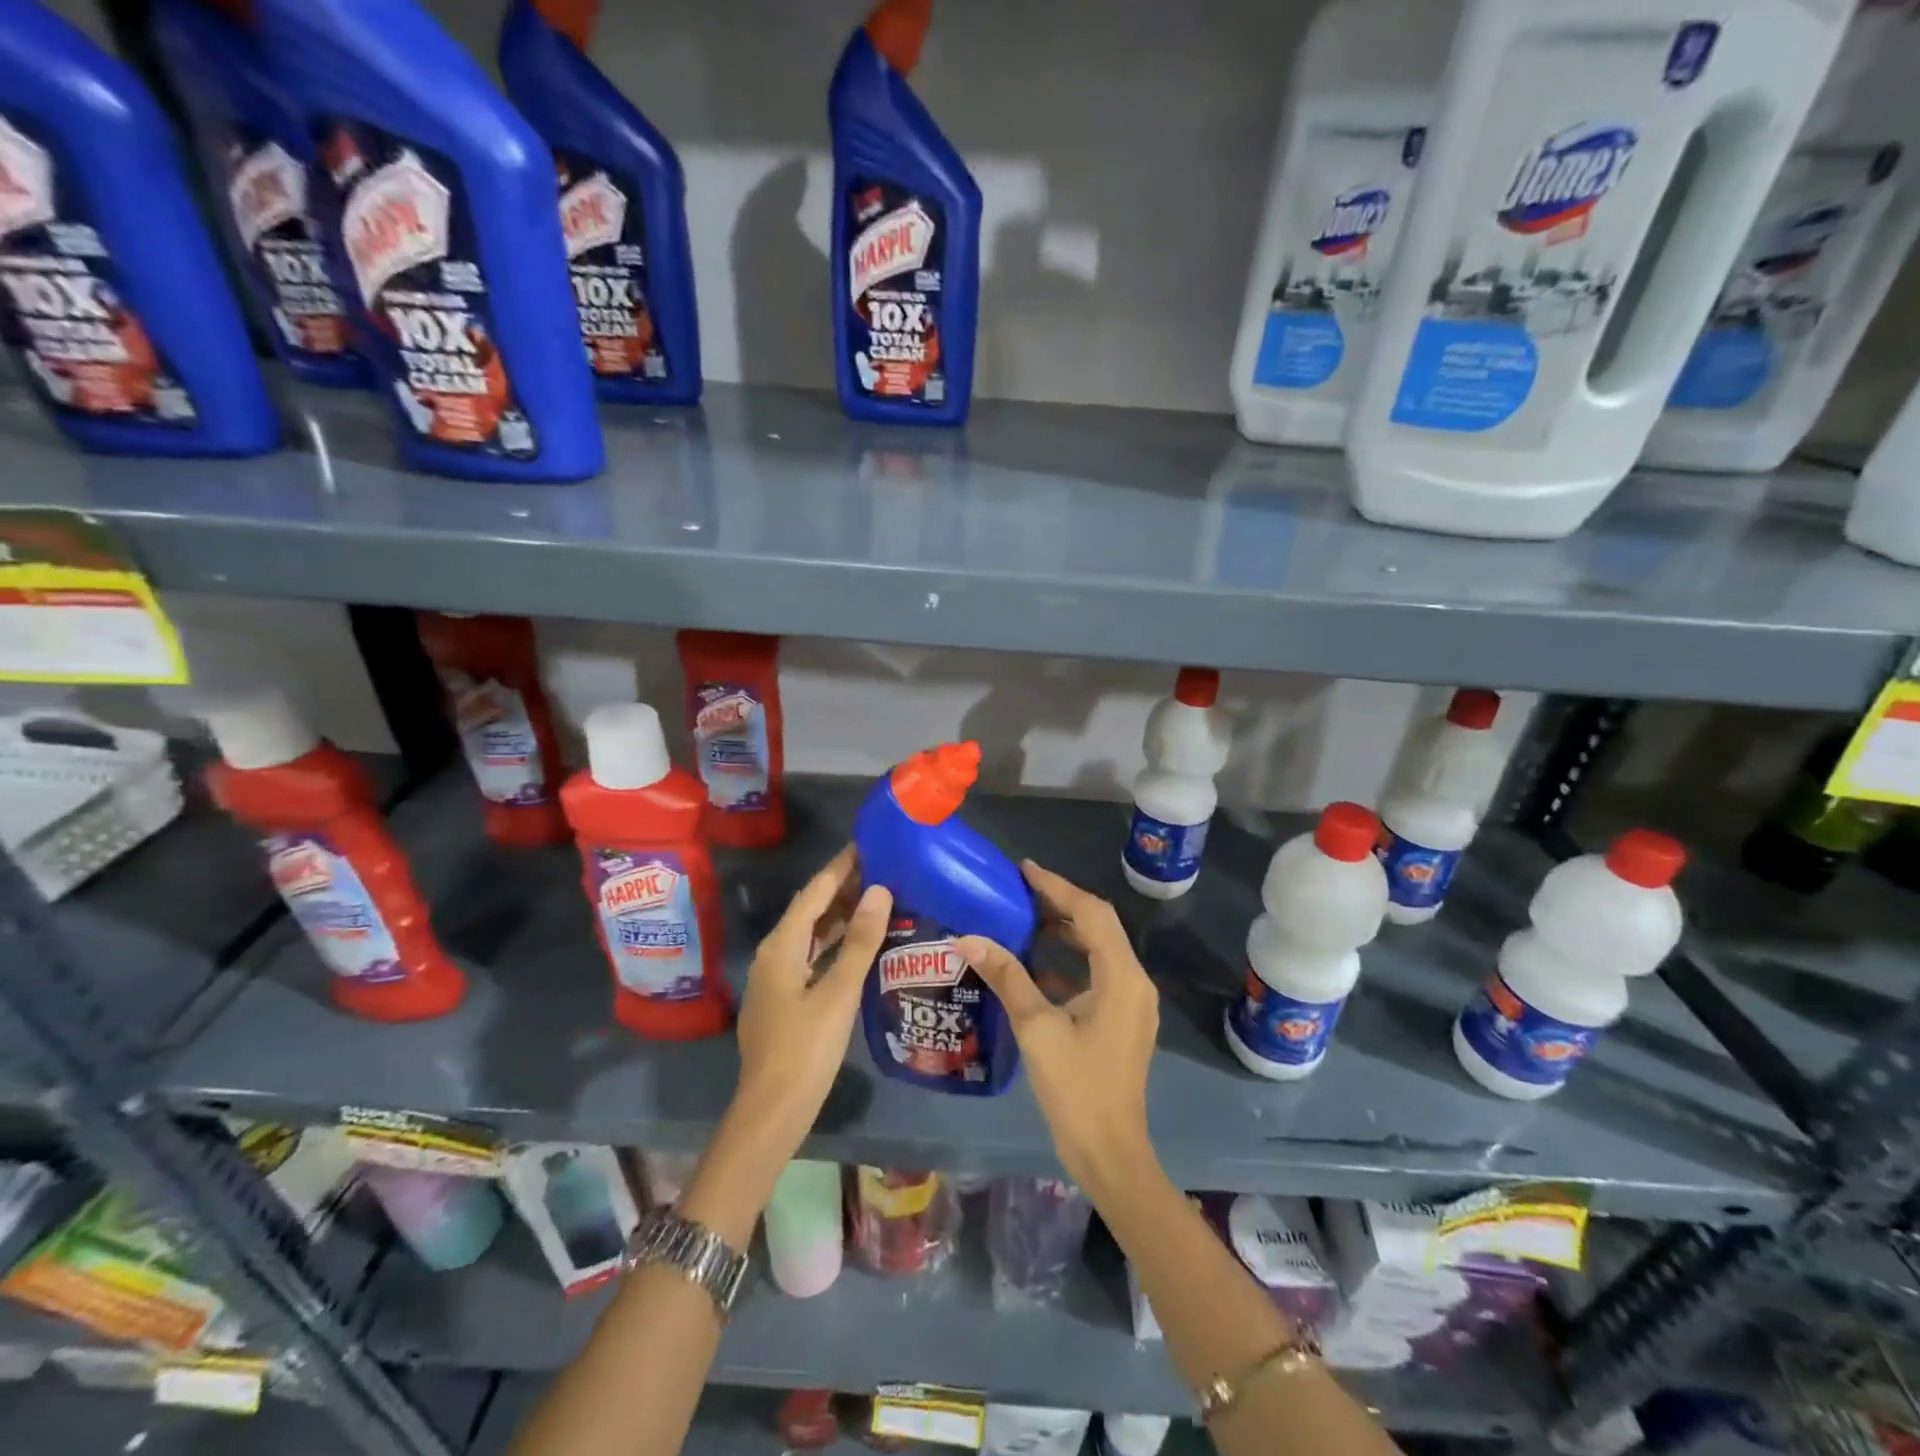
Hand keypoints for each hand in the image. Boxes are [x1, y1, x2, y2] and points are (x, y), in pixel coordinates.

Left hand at [730, 845, 891, 1159]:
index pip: (814, 892)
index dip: (840, 867)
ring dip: (840, 916)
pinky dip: (835, 943)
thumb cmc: (806, 1049)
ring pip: (811, 934)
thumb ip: (860, 940)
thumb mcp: (839, 992)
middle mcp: (774, 954)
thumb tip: (879, 891)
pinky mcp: (785, 998)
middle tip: (882, 868)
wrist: (771, 1112)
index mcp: (782, 946)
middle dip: (843, 888)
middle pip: (810, 910)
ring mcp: (777, 978)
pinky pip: (812, 956)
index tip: (868, 843)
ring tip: (877, 898)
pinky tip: (859, 944)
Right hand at [957, 862, 1160, 1200]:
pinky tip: (1036, 963)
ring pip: (1099, 948)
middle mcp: (1134, 981)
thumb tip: (968, 938)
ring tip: (1025, 915)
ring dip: (1066, 930)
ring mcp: (1132, 1002)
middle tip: (1020, 889)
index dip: (1057, 887)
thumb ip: (1007, 977)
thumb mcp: (1036, 1028)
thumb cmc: (1076, 1089)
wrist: (1110, 1154)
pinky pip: (1098, 973)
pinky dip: (1070, 960)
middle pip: (1099, 926)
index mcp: (1121, 977)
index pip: (1091, 914)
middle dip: (1061, 903)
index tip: (1024, 869)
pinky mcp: (1122, 1019)